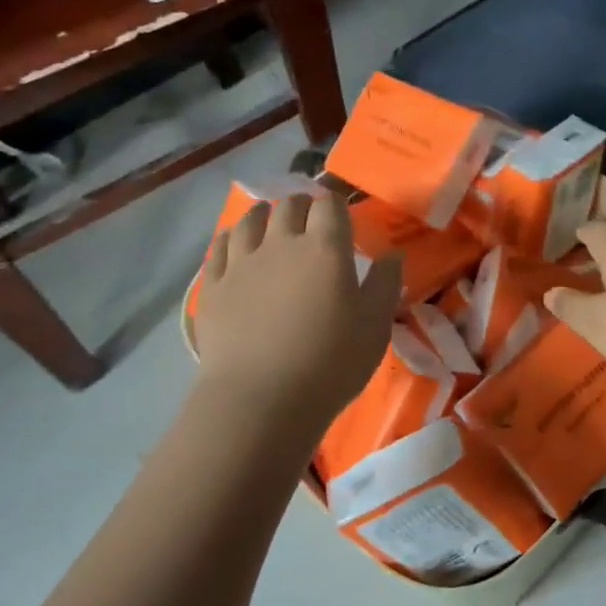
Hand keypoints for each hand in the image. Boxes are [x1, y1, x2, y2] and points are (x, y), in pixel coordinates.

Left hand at [195, 192, 401, 426]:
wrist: (260, 400)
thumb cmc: (329, 364)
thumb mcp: (374, 327)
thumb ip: (385, 284)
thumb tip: (392, 255)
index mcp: (325, 248)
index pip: (329, 206)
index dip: (336, 206)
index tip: (341, 220)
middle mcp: (281, 243)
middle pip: (290, 206)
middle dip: (302, 206)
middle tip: (309, 221)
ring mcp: (242, 262)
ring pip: (250, 219)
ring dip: (264, 214)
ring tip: (270, 220)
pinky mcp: (214, 286)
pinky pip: (220, 246)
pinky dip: (231, 237)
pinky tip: (234, 243)